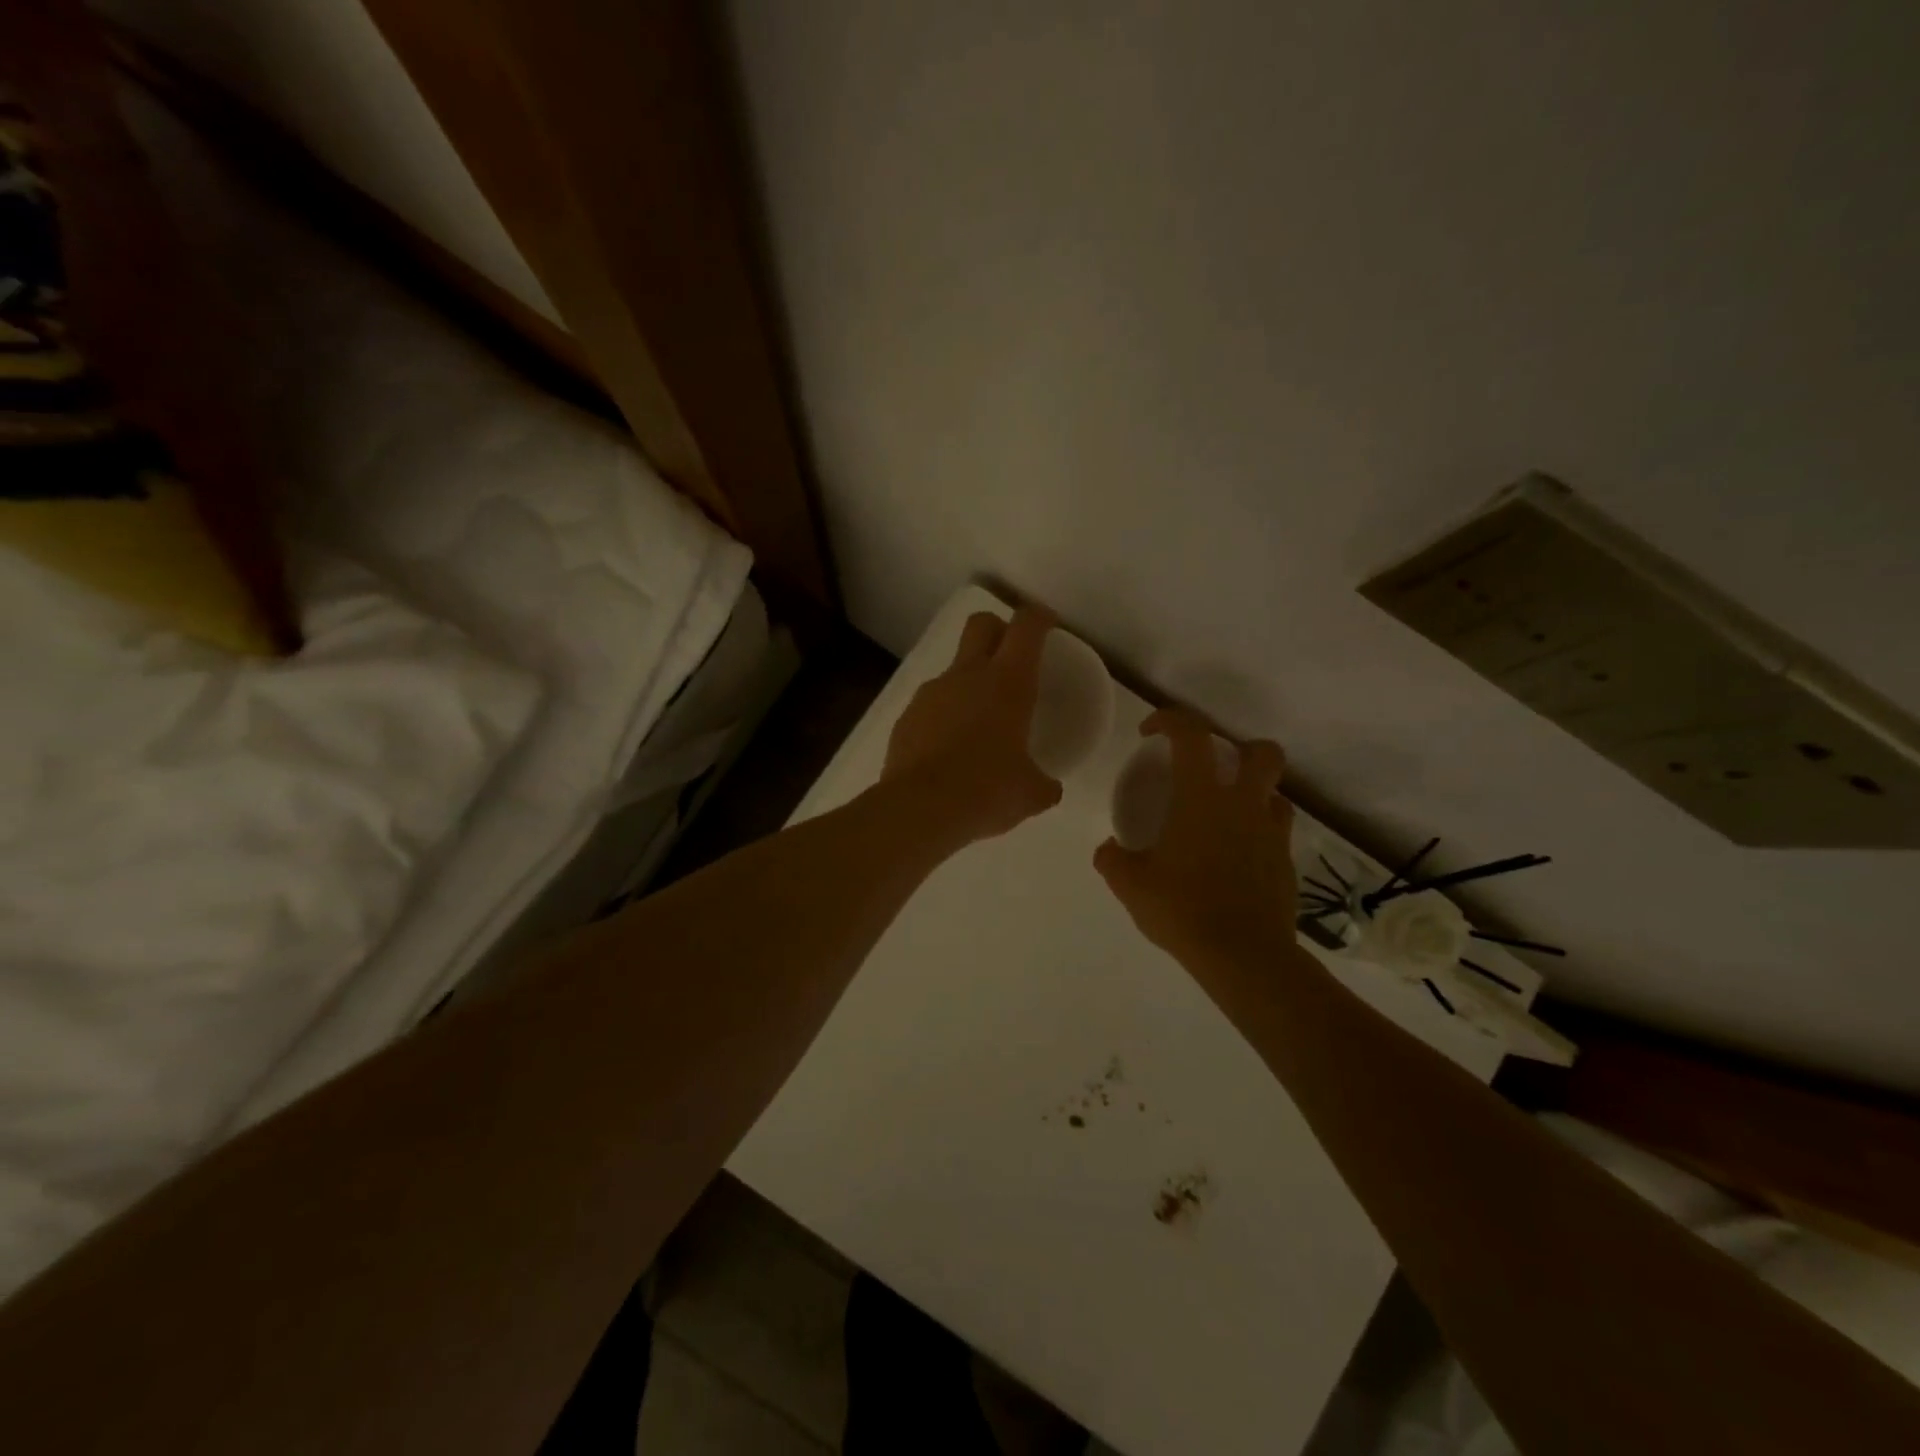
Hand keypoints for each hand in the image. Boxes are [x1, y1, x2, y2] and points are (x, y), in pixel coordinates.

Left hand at [881, 606, 1064, 844]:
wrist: (919, 809)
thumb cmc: (987, 792)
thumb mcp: (1030, 794)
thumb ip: (1044, 783)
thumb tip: (1048, 787)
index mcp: (1008, 683)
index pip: (1026, 627)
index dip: (1038, 617)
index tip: (1047, 624)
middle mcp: (967, 676)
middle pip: (981, 624)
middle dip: (999, 629)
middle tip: (1012, 657)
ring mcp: (931, 693)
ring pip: (954, 669)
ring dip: (970, 682)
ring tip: (980, 722)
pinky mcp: (906, 717)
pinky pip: (932, 704)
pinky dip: (944, 715)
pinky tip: (949, 750)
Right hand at [1094, 709, 1297, 972]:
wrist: (1243, 956)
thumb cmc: (1182, 910)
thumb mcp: (1130, 885)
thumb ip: (1112, 859)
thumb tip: (1109, 849)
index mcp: (1202, 798)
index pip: (1191, 735)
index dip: (1170, 720)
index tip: (1150, 733)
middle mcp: (1243, 804)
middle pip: (1260, 752)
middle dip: (1238, 747)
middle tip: (1210, 768)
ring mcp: (1271, 833)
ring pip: (1276, 790)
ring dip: (1254, 789)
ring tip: (1227, 811)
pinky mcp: (1286, 862)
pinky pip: (1277, 829)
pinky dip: (1259, 828)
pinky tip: (1238, 852)